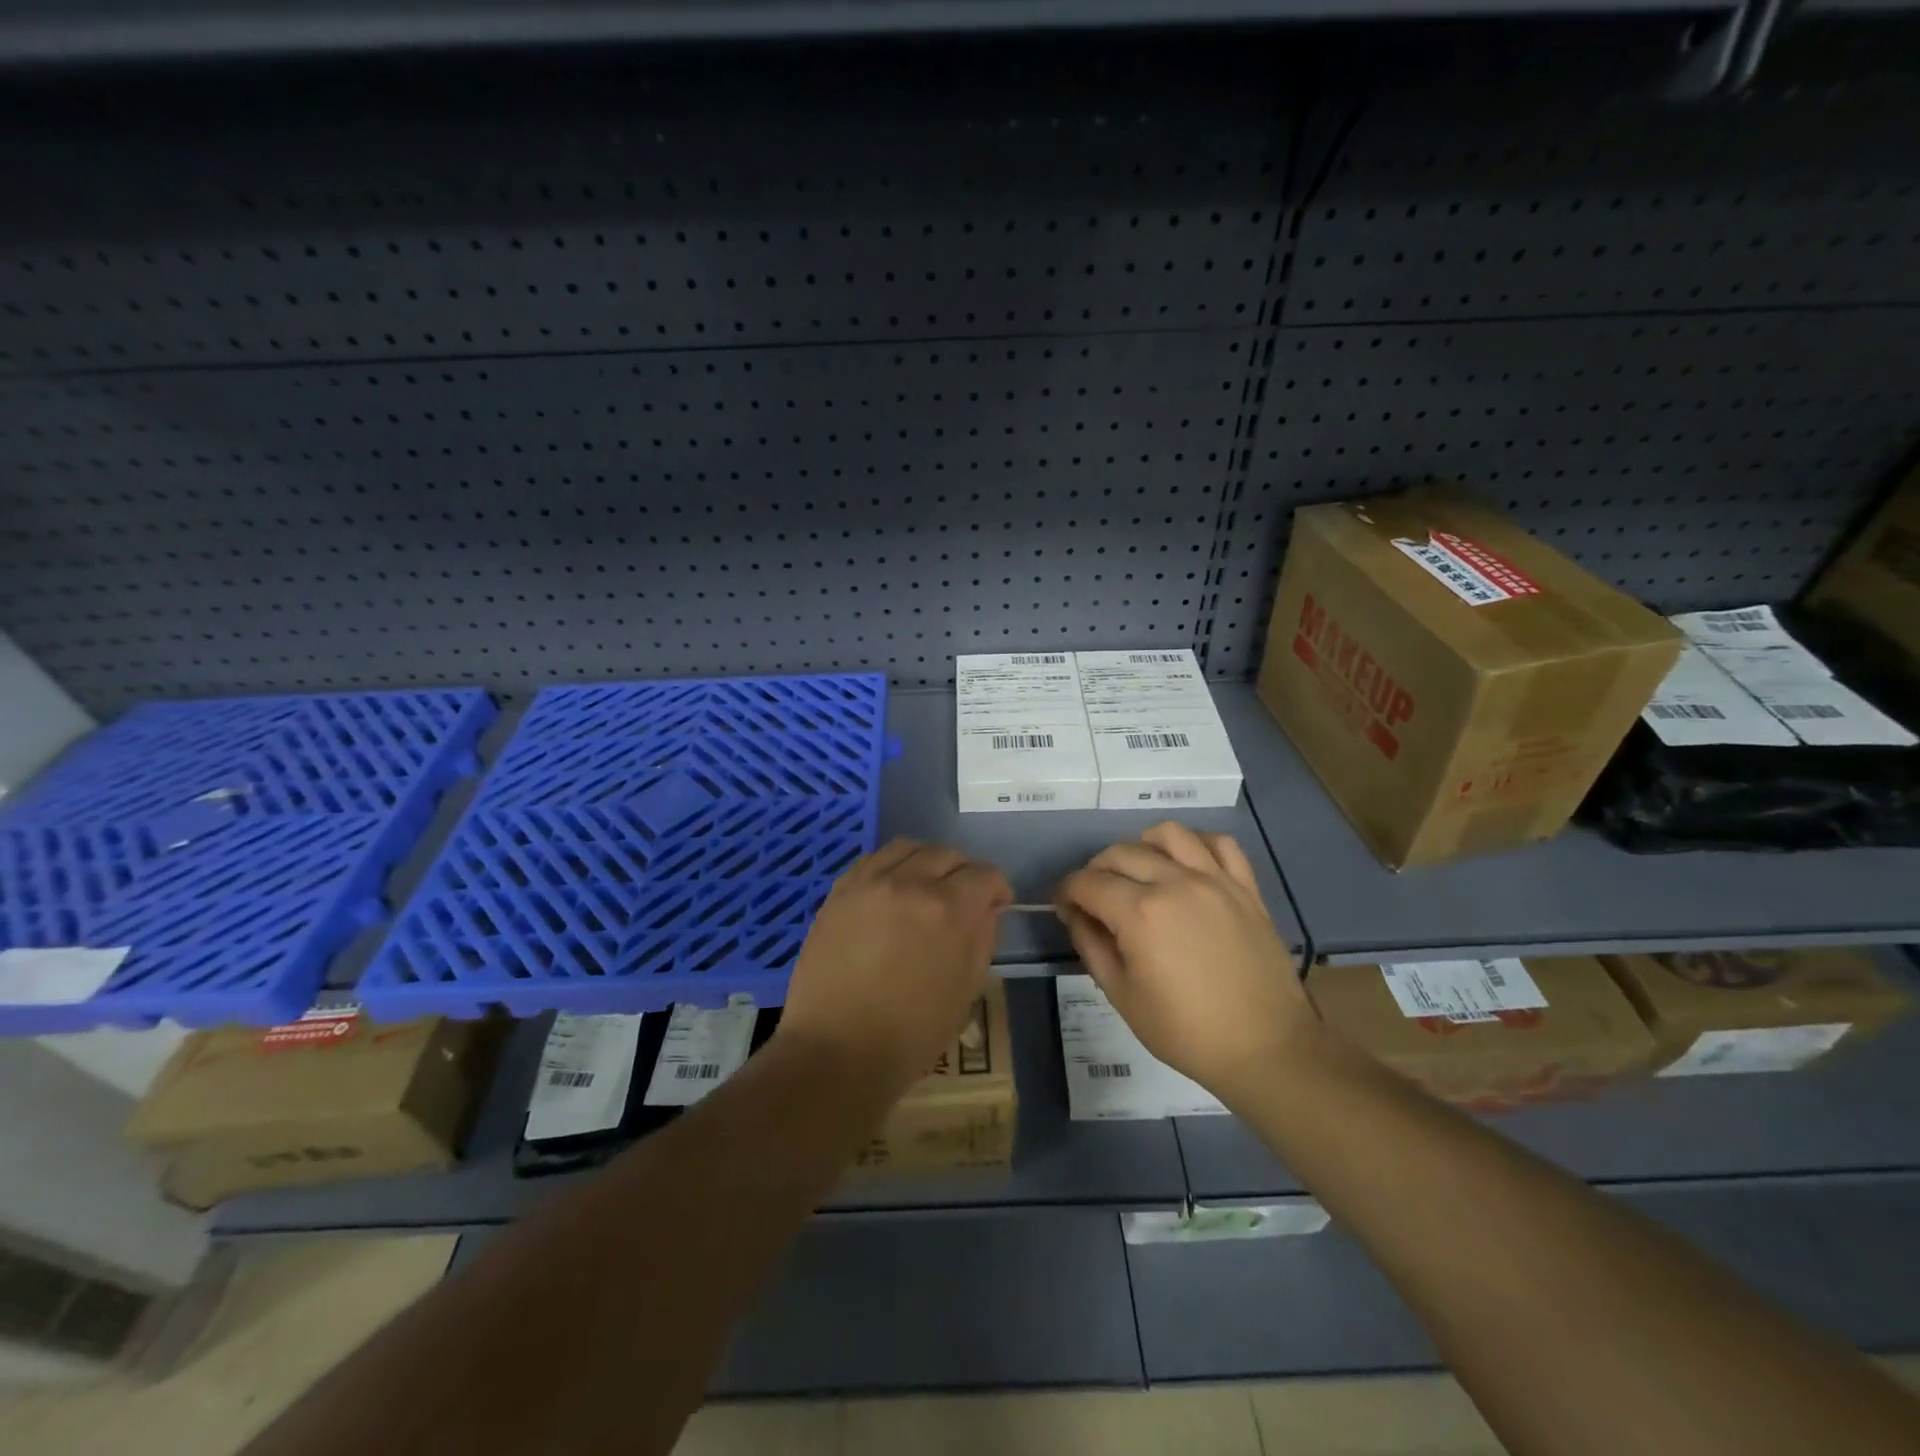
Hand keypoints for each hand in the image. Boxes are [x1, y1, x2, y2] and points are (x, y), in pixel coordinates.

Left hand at [777, 839, 1011, 1095]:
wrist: (836, 1051)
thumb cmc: (911, 1034)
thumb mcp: (966, 991)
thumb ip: (981, 939)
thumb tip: (986, 909)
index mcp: (948, 909)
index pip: (984, 874)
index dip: (996, 888)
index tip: (996, 904)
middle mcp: (909, 883)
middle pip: (946, 854)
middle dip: (963, 873)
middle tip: (961, 900)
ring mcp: (869, 883)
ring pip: (908, 847)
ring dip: (925, 862)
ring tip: (925, 888)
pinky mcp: (839, 892)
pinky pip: (872, 859)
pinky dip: (890, 866)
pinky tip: (891, 890)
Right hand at [1055, 822, 1311, 1103]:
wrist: (1265, 1048)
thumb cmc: (1186, 1031)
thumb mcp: (1122, 996)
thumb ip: (1091, 946)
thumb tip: (1075, 914)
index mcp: (1140, 913)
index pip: (1087, 882)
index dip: (1067, 891)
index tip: (1064, 907)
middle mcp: (1175, 883)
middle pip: (1121, 853)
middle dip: (1096, 870)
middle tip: (1094, 897)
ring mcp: (1214, 880)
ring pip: (1168, 834)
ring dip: (1142, 846)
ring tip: (1139, 872)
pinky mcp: (1245, 887)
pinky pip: (1220, 844)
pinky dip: (1197, 845)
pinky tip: (1187, 864)